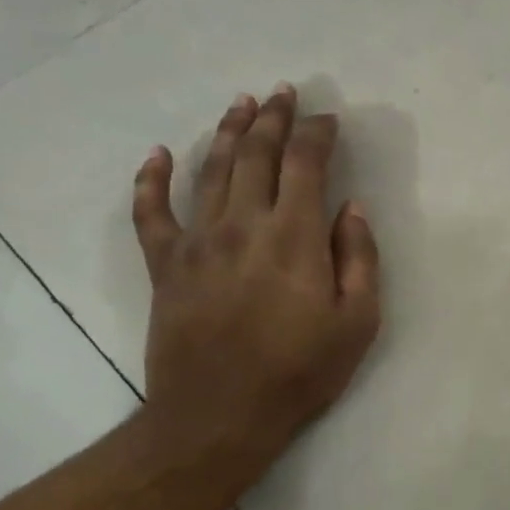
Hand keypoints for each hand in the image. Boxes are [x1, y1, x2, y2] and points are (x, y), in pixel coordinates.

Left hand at [129, 86, 381, 473]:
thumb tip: (352, 208)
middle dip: (274, 118)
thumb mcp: (358, 322)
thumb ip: (359, 258)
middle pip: (256, 154)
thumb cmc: (300, 371)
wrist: (219, 416)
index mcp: (294, 237)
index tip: (329, 119)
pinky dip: (151, 179)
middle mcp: (243, 224)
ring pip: (210, 170)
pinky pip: (150, 212)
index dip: (317, 134)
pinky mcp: (165, 265)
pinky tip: (158, 154)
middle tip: (284, 92)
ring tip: (241, 104)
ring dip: (228, 131)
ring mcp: (197, 241)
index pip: (306, 164)